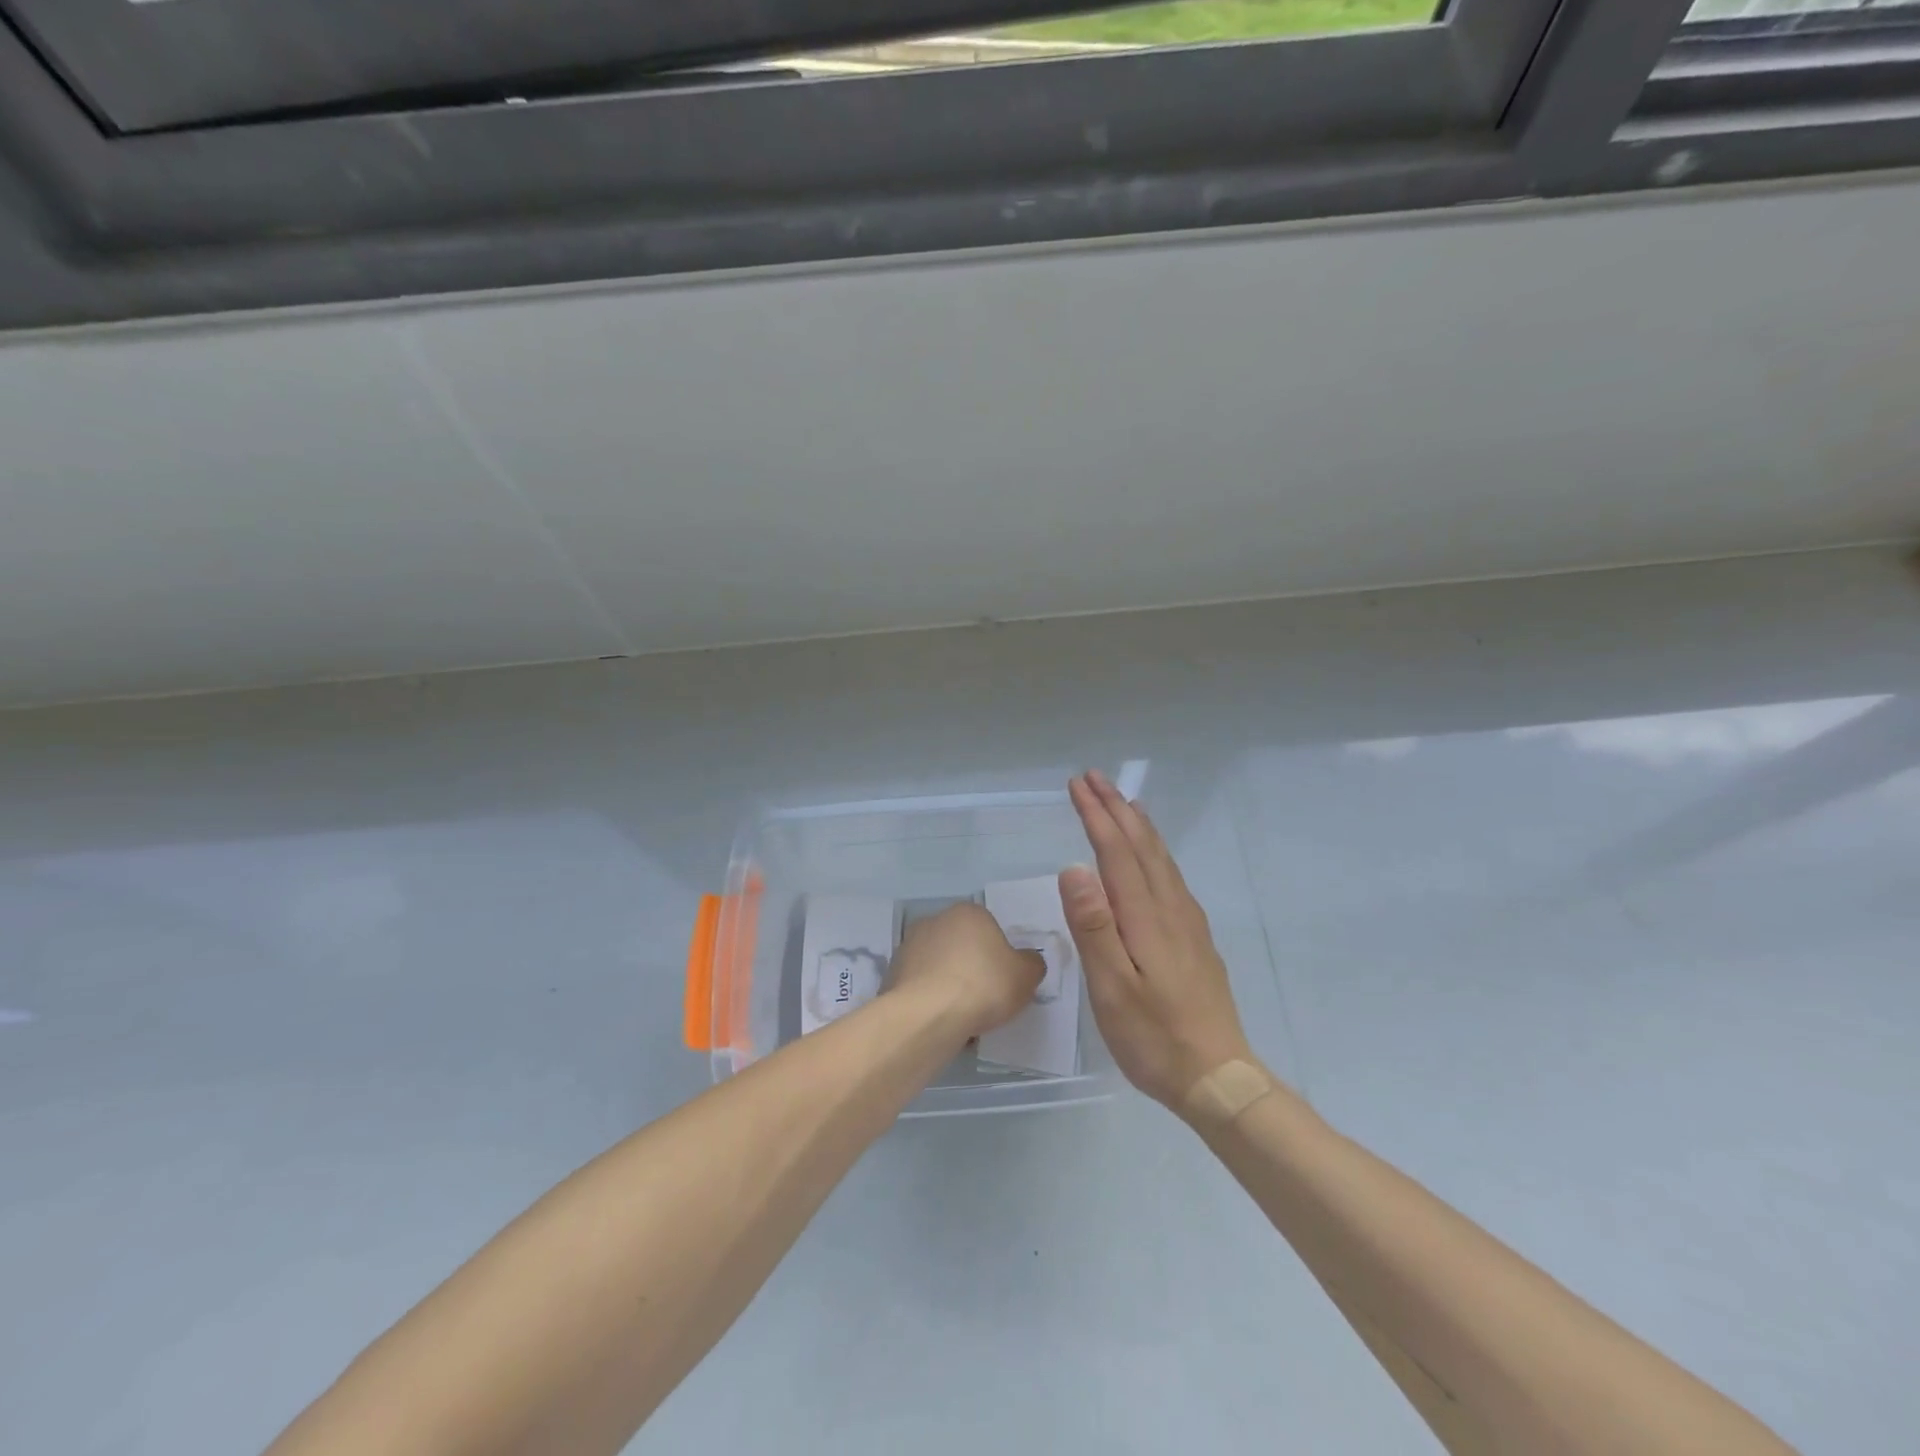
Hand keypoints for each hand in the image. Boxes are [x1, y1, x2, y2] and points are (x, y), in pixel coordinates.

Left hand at [888, 902, 1045, 1040]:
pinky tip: (940, 1022)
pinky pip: (920, 986)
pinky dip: (930, 1000)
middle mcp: (936, 920)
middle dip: (971, 968)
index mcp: (969, 912)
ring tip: (962, 1017)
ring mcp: (909, 945)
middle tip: (984, 1000)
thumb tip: (1028, 961)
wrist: (929, 1014)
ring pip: (938, 966)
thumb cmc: (984, 985)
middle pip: (961, 946)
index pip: (989, 929)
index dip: (998, 957)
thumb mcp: (1026, 976)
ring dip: (948, 985)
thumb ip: (1031, 964)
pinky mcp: (892, 973)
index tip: (1003, 982)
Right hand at [1062, 771, 1255, 1109]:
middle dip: (1116, 808)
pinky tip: (1154, 856)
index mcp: (1145, 917)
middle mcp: (1170, 909)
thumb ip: (1094, 927)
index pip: (1116, 852)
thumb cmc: (1154, 1037)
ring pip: (1161, 858)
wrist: (1218, 1076)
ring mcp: (1187, 922)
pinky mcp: (1196, 938)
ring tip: (1124, 801)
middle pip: (1141, 845)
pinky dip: (1156, 851)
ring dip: (1138, 824)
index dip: (1096, 815)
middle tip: (1093, 778)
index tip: (1077, 785)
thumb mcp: (1112, 989)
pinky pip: (1171, 876)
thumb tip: (1074, 869)